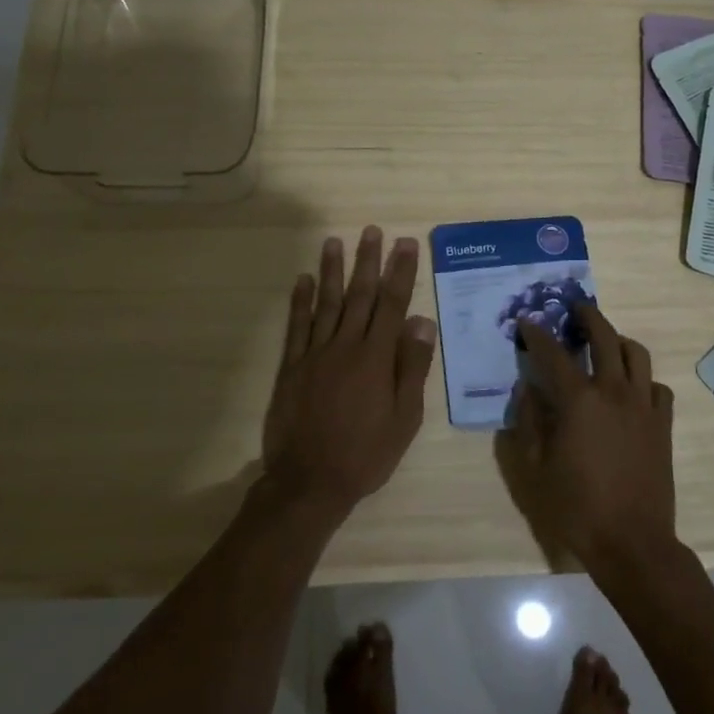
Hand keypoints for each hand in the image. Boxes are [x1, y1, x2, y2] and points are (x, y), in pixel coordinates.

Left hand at [263, 227, 437, 512]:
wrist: (310, 482)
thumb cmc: (366, 453)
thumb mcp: (405, 418)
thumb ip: (412, 367)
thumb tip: (421, 322)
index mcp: (376, 358)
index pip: (393, 304)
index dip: (401, 272)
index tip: (406, 244)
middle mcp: (345, 346)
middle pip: (360, 295)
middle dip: (368, 261)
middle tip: (372, 231)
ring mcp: (315, 354)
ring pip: (326, 303)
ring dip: (331, 271)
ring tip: (335, 241)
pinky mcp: (292, 367)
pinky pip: (297, 326)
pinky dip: (299, 301)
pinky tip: (302, 280)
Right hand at [500, 304, 677, 571]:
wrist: (631, 541)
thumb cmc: (576, 506)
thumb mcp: (535, 467)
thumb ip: (530, 421)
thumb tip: (529, 389)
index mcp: (578, 400)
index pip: (553, 353)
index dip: (537, 334)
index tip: (526, 321)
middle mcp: (614, 391)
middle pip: (604, 337)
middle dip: (587, 316)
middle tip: (575, 308)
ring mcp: (643, 406)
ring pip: (636, 354)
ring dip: (618, 340)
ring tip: (606, 343)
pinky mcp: (662, 424)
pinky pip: (657, 387)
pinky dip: (643, 379)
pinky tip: (632, 390)